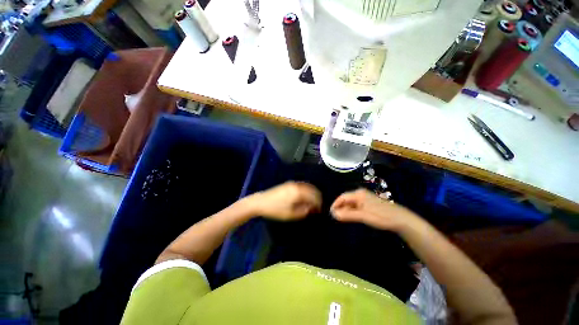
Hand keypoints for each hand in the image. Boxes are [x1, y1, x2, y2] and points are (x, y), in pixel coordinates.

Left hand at [247, 182, 321, 220]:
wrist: (261, 202)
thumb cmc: (276, 209)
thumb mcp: (291, 214)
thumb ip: (304, 211)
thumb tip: (312, 208)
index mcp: (299, 192)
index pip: (314, 196)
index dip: (319, 203)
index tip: (320, 210)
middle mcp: (297, 185)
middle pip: (312, 190)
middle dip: (317, 198)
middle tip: (317, 207)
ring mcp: (293, 183)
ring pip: (308, 187)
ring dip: (312, 194)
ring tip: (312, 203)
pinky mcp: (289, 184)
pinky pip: (302, 186)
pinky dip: (306, 191)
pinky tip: (305, 197)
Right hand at [330, 189, 417, 231]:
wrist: (401, 219)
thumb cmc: (381, 216)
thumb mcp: (362, 216)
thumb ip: (347, 215)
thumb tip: (334, 214)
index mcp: (358, 194)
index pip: (342, 197)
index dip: (335, 204)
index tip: (331, 213)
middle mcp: (360, 194)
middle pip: (346, 200)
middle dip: (341, 208)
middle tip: (337, 218)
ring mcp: (365, 198)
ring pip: (351, 204)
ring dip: (346, 211)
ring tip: (343, 219)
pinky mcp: (369, 203)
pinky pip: (357, 206)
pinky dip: (352, 211)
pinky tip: (352, 217)